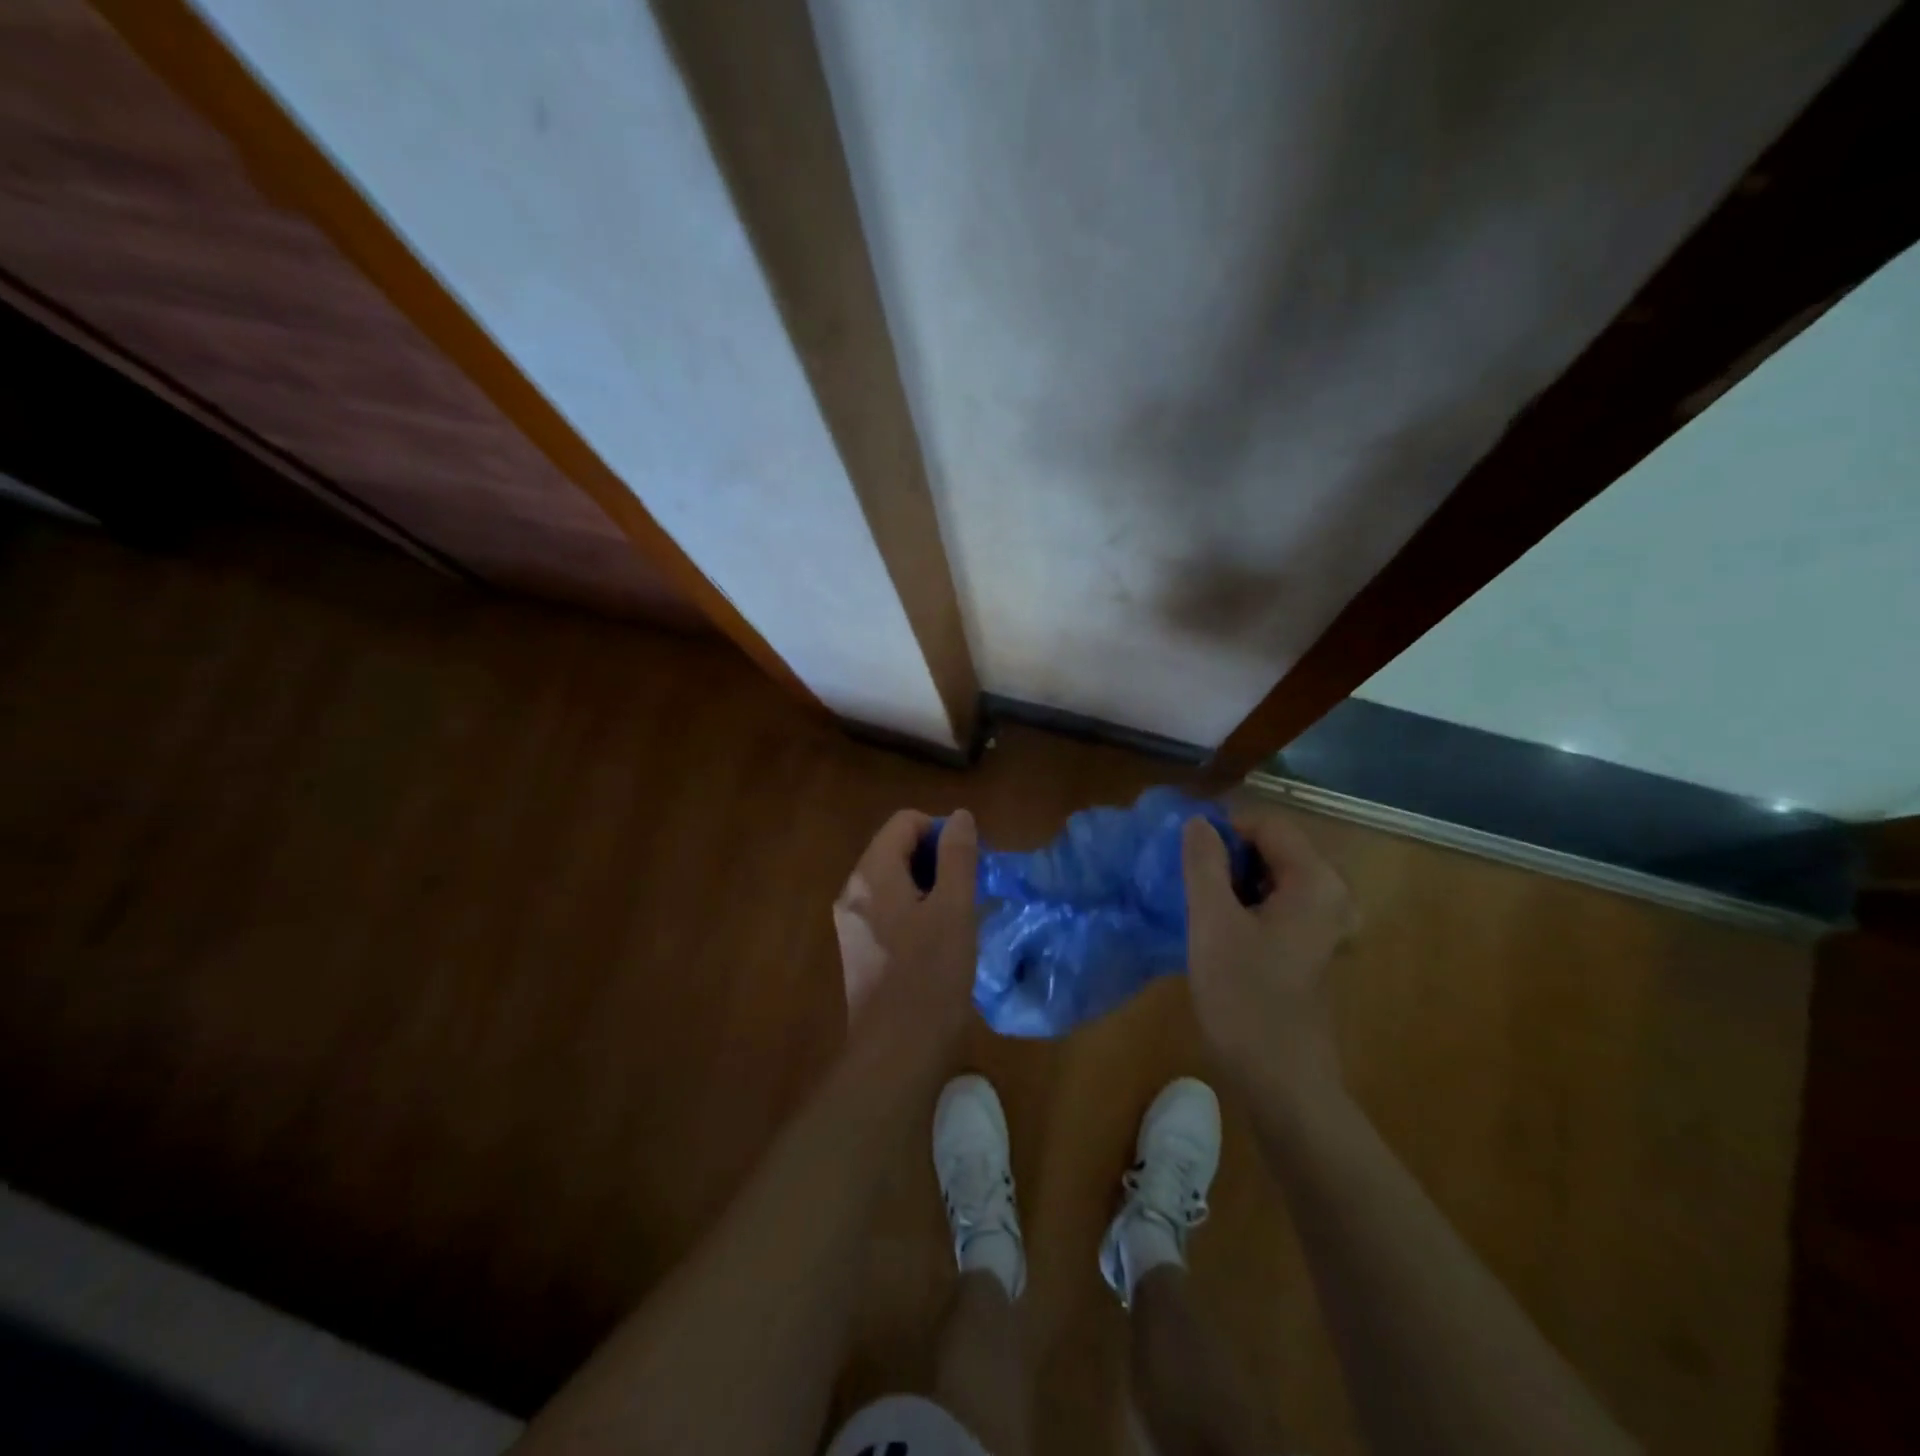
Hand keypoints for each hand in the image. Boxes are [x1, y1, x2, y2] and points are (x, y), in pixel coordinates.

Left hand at [833, 808, 979, 1054]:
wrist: (896, 1055)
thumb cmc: (930, 976)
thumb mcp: (954, 909)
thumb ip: (957, 857)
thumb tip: (959, 816)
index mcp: (871, 874)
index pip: (905, 822)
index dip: (941, 831)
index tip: (969, 862)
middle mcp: (853, 891)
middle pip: (897, 849)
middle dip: (937, 859)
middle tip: (969, 889)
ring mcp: (852, 922)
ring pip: (894, 881)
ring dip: (930, 885)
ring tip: (960, 915)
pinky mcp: (859, 949)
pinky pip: (889, 909)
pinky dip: (916, 910)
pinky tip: (939, 941)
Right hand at [1182, 808, 1354, 1106]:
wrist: (1279, 1078)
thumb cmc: (1244, 995)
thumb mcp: (1212, 922)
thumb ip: (1204, 863)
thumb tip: (1198, 822)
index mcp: (1315, 881)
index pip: (1267, 825)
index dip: (1224, 831)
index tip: (1187, 859)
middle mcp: (1331, 894)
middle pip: (1272, 848)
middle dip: (1227, 857)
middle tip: (1190, 885)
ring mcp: (1325, 922)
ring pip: (1271, 877)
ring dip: (1233, 882)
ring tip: (1200, 908)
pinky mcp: (1312, 946)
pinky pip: (1277, 903)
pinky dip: (1246, 905)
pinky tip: (1220, 931)